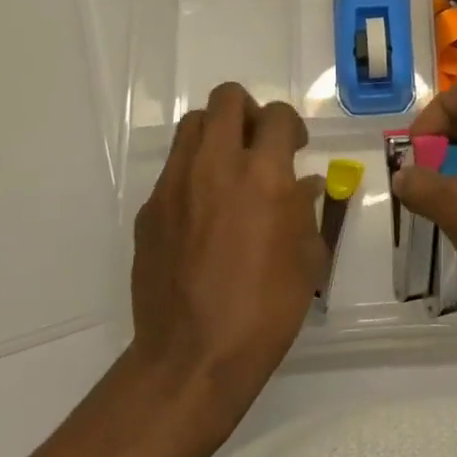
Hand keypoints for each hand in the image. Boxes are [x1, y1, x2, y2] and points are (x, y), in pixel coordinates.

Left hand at [129, 83, 324, 429]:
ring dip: (216, 134)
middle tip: (259, 145)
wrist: (193, 357)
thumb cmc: (266, 309)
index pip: (278, 115)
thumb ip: (306, 209)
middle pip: (226, 99)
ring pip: (193, 125)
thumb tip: (303, 185)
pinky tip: (203, 214)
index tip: (295, 149)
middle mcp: (216, 166)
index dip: (291, 126)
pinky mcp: (149, 210)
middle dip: (249, 112)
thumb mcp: (307, 258)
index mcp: (264, 175)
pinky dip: (193, 174)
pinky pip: (173, 170)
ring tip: (229, 170)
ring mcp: (175, 185)